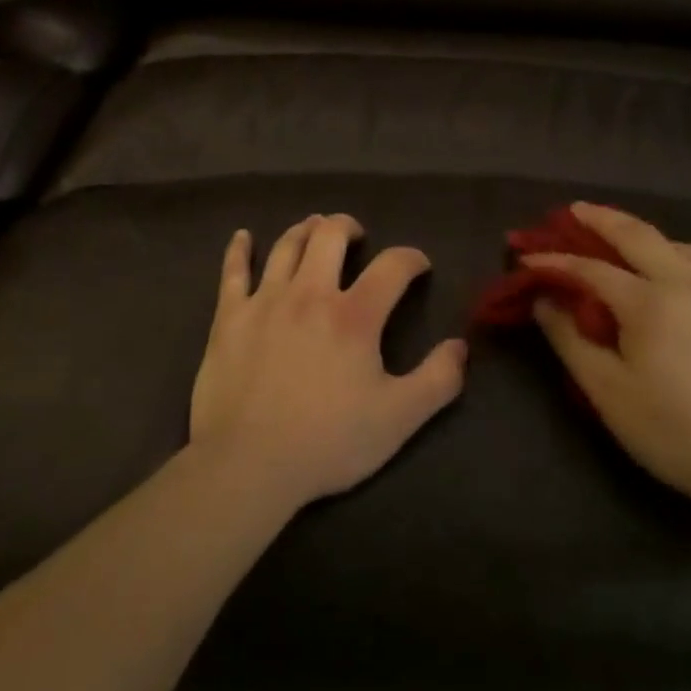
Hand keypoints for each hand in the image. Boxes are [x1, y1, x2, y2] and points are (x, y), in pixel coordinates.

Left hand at [190, 214, 467, 510]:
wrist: (248, 464)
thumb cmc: (328, 442)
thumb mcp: (398, 419)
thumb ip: (437, 380)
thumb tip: (460, 346)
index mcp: (354, 316)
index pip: (392, 266)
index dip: (411, 258)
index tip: (418, 265)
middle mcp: (309, 294)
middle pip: (330, 236)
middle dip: (348, 227)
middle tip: (357, 236)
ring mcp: (265, 301)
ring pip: (286, 246)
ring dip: (305, 229)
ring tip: (314, 228)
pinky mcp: (229, 316)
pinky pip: (232, 271)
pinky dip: (239, 249)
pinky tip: (243, 237)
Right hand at [526, 203, 690, 518]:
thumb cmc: (677, 434)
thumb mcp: (608, 393)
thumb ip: (570, 341)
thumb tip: (546, 300)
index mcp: (651, 304)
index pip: (591, 269)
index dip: (556, 261)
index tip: (528, 258)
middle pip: (640, 236)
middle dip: (602, 219)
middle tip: (576, 210)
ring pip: (685, 248)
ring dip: (650, 237)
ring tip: (631, 242)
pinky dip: (685, 262)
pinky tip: (682, 284)